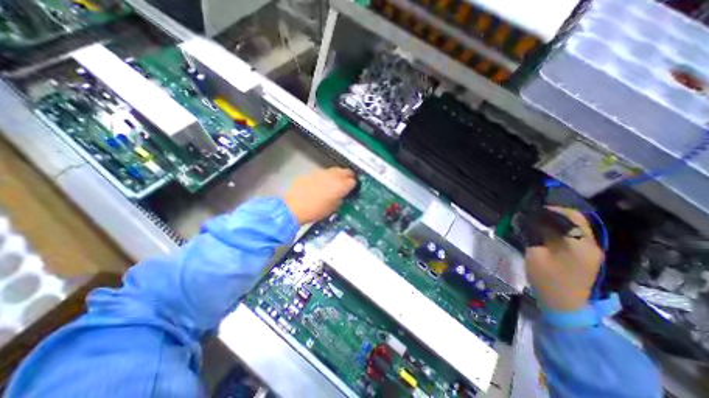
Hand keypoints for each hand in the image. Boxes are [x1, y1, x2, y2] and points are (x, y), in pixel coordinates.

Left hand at [282, 166, 356, 225]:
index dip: (353, 185)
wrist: (293, 207)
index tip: (352, 189)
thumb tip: (341, 195)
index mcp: (340, 186)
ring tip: (334, 183)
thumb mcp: (333, 208)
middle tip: (347, 183)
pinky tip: (320, 184)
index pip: (353, 181)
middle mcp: (333, 176)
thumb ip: (340, 199)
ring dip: (337, 175)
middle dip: (348, 176)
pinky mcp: (312, 173)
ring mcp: (322, 173)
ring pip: (334, 170)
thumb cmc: (315, 211)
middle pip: (346, 171)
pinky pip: (323, 173)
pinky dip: (325, 177)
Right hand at [526, 207, 602, 312]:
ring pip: (578, 226)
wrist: (565, 305)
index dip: (549, 210)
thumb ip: (534, 235)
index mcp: (579, 244)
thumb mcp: (535, 255)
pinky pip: (577, 235)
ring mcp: (593, 251)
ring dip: (559, 221)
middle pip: (577, 219)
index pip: (569, 217)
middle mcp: (591, 244)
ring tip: (538, 222)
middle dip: (555, 213)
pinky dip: (563, 229)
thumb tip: (529, 220)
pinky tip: (548, 233)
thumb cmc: (548, 280)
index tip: (531, 211)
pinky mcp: (589, 256)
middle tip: (535, 215)